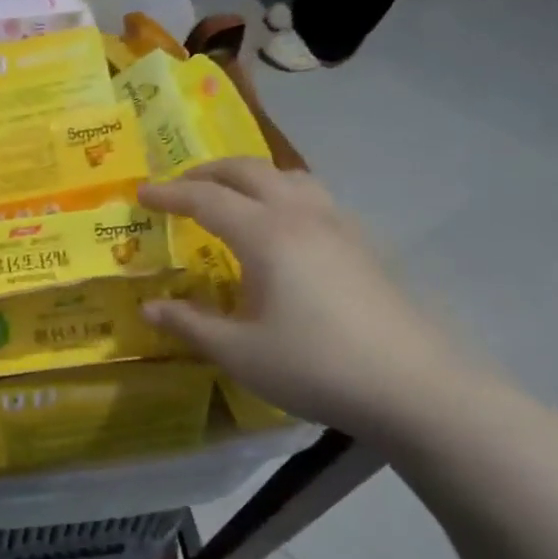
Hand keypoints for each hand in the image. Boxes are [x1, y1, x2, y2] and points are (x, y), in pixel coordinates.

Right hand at [140, 159, 475, 437]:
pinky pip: (312, 197)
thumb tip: (149, 307)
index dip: (169, 194)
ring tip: (228, 197)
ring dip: (249, 176)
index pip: (206, 199)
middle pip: (248, 171)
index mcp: (266, 235)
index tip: (141, 193)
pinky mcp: (363, 244)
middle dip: (206, 173)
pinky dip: (281, 193)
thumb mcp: (239, 352)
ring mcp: (339, 226)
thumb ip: (190, 325)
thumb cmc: (315, 366)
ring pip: (287, 176)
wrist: (415, 386)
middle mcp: (301, 216)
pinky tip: (281, 228)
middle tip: (178, 188)